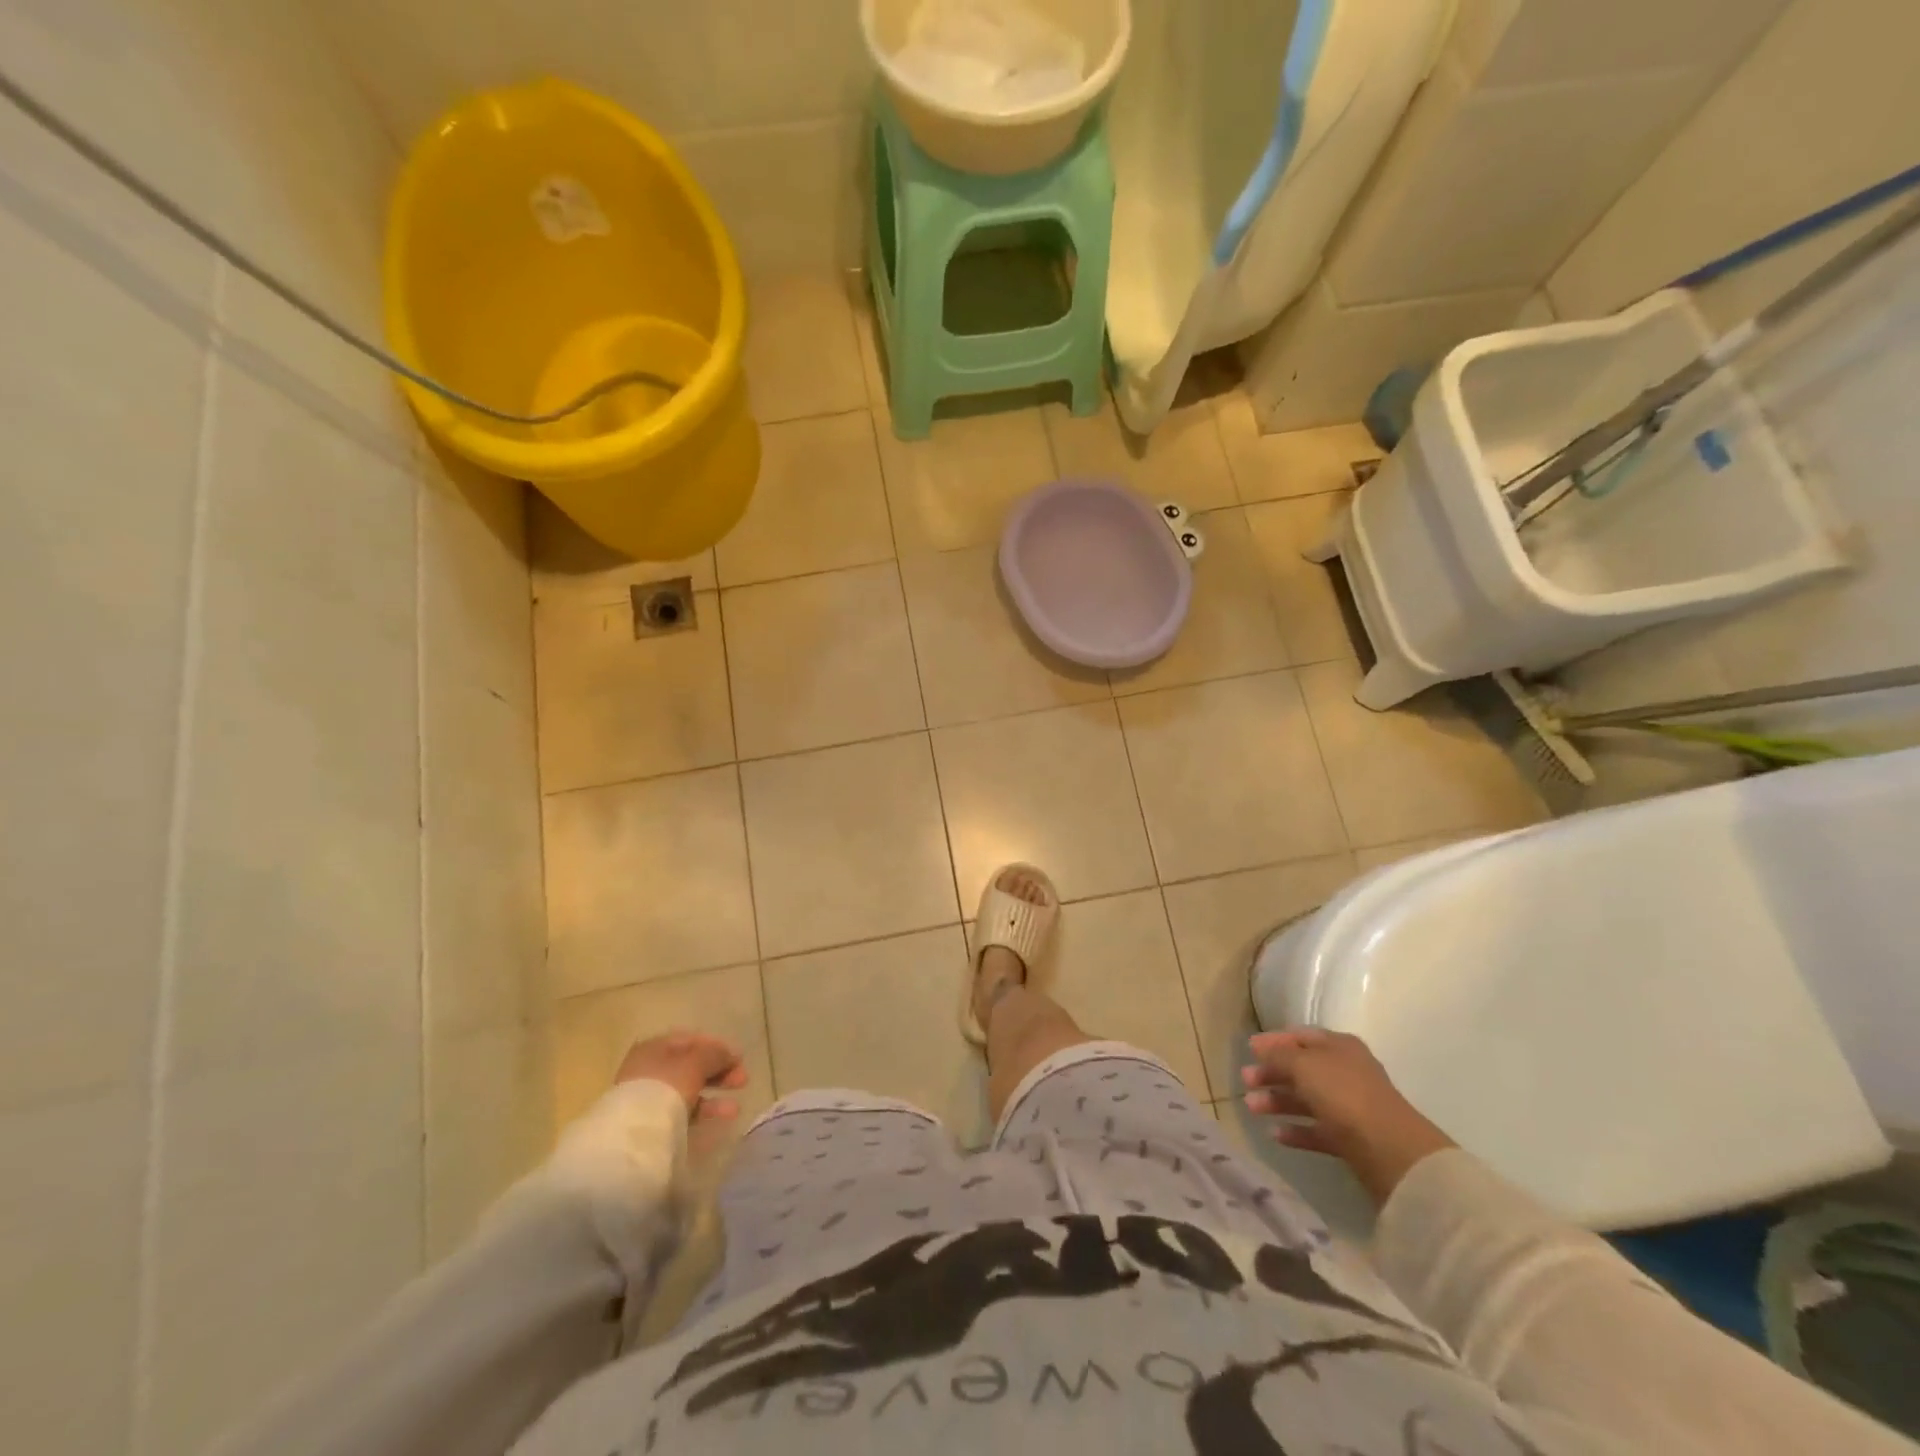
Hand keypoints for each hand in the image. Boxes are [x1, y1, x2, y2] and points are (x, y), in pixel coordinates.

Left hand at [617, 1031, 749, 1122]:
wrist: (636, 1134)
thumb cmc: (667, 1085)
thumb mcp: (696, 1062)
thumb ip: (715, 1053)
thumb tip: (729, 1053)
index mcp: (655, 1046)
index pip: (691, 1040)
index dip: (717, 1046)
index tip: (738, 1058)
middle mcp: (650, 1068)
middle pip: (691, 1065)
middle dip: (719, 1071)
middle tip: (743, 1080)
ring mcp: (649, 1095)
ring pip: (688, 1089)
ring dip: (714, 1094)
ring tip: (735, 1108)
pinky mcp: (652, 1121)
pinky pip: (682, 1110)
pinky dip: (702, 1111)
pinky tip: (720, 1117)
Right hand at [1242, 1029, 1454, 1203]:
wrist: (1391, 1151)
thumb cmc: (1343, 1094)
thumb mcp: (1304, 1065)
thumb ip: (1279, 1055)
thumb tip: (1259, 1046)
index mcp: (1339, 1046)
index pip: (1301, 1037)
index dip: (1274, 1041)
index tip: (1249, 1049)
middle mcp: (1345, 1072)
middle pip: (1302, 1068)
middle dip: (1272, 1073)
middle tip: (1245, 1080)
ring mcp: (1349, 1106)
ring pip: (1307, 1099)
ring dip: (1278, 1101)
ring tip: (1252, 1108)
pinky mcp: (1351, 1139)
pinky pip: (1317, 1130)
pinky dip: (1297, 1131)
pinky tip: (1275, 1135)